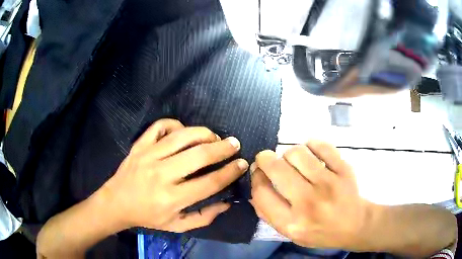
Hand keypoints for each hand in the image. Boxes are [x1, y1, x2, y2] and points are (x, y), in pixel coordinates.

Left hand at [102, 119, 248, 231]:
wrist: (116, 203)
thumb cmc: (147, 216)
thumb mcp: (177, 225)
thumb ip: (204, 217)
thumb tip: (226, 202)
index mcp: (172, 198)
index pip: (209, 182)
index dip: (230, 172)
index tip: (242, 164)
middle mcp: (161, 174)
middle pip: (199, 155)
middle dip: (222, 148)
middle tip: (234, 144)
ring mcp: (148, 156)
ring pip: (182, 136)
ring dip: (203, 133)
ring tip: (214, 136)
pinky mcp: (139, 145)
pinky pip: (160, 126)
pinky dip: (175, 124)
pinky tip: (182, 131)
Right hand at [251, 140, 370, 249]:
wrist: (355, 225)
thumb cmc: (320, 232)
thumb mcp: (290, 234)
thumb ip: (268, 214)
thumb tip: (255, 188)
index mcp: (292, 223)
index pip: (262, 192)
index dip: (255, 177)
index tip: (257, 172)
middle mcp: (309, 203)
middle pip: (277, 168)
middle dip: (265, 159)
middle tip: (267, 159)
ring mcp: (329, 184)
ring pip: (297, 153)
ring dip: (289, 154)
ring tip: (293, 161)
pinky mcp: (344, 169)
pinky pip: (320, 145)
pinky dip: (311, 145)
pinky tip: (311, 153)